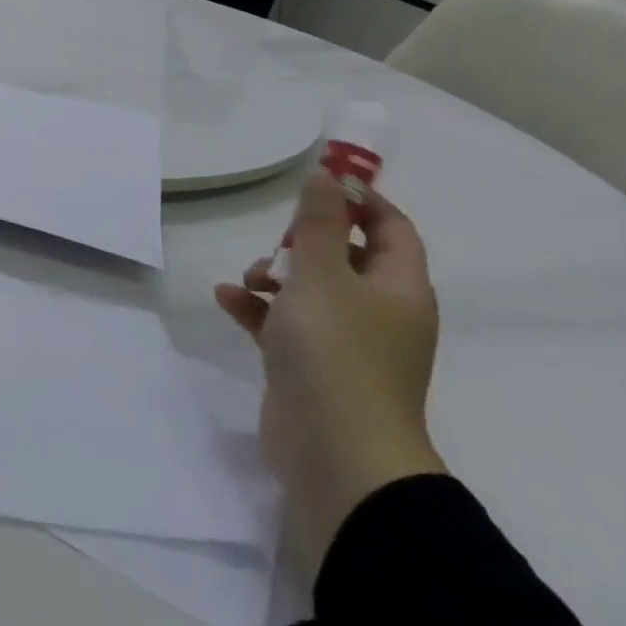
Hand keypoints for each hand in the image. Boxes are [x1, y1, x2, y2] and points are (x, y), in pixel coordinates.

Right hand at [215, 172, 446, 576]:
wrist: (335, 452)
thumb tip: (330, 174)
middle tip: (278, 244)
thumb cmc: (335, 352)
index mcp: (398, 287)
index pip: (391, 228)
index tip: (319, 186)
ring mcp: (346, 342)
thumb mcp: (323, 275)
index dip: (360, 201)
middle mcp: (380, 312)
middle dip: (305, 243)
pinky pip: (284, 323)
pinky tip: (227, 298)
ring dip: (275, 276)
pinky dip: (258, 309)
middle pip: (346, 257)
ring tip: (249, 279)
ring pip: (311, 291)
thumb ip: (320, 223)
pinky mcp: (312, 366)